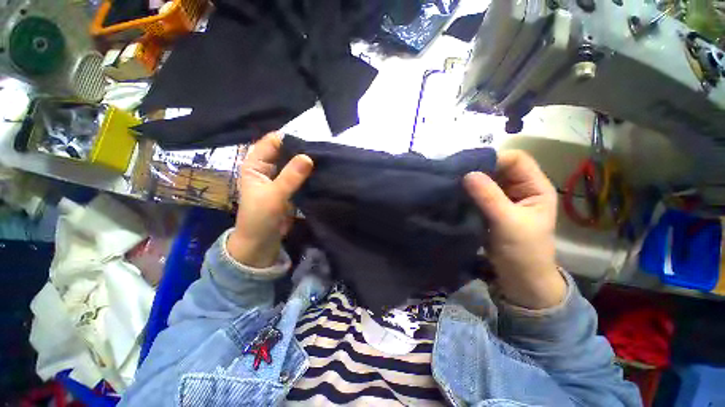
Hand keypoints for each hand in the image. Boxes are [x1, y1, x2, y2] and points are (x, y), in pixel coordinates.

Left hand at [227, 133, 313, 267]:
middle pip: (286, 151)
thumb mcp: (274, 196)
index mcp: (255, 164)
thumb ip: (290, 177)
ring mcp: (280, 177)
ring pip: (295, 163)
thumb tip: (308, 157)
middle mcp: (267, 167)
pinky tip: (322, 171)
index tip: (311, 140)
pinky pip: (301, 175)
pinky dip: (310, 173)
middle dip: (302, 149)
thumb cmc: (260, 218)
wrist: (262, 242)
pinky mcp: (290, 187)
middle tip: (322, 149)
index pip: (273, 142)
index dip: (290, 139)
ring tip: (325, 158)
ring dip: (307, 161)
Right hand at [464, 150, 565, 308]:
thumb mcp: (508, 222)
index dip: (495, 159)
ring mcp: (504, 198)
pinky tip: (456, 194)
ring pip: (486, 180)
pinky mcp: (490, 208)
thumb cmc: (523, 251)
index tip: (469, 167)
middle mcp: (520, 188)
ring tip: (453, 183)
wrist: (519, 279)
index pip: (517, 160)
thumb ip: (489, 197)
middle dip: (479, 169)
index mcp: (535, 187)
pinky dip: (467, 192)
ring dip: (471, 181)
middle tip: (456, 174)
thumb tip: (467, 174)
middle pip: (499, 168)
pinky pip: (478, 193)